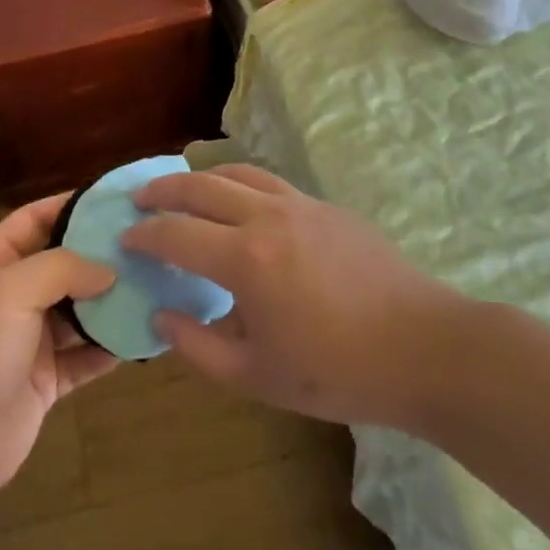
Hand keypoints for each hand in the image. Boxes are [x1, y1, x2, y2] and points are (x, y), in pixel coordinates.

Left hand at [0, 194, 119, 490]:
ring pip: (80, 310)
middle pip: (63, 264)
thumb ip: (61, 268)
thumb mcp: (10, 291)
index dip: (67, 206)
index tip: (111, 202)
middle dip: (100, 255)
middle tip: (146, 244)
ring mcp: (32, 339)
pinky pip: (87, 355)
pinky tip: (144, 334)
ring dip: (111, 301)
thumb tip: (108, 269)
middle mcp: (14, 296)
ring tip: (154, 284)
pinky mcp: (49, 378)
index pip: (32, 220)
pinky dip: (112, 346)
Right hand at [125, 165, 469, 428]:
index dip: (144, 235)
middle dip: (162, 190)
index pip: (175, 234)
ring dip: (201, 177)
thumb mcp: (257, 377)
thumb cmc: (337, 372)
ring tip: (183, 189)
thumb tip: (162, 315)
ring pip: (237, 173)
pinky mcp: (325, 206)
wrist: (425, 348)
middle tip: (140, 199)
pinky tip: (240, 203)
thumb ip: (198, 347)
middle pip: (200, 186)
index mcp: (244, 259)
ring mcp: (299, 205)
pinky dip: (239, 182)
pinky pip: (269, 182)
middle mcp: (266, 217)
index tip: (124, 238)